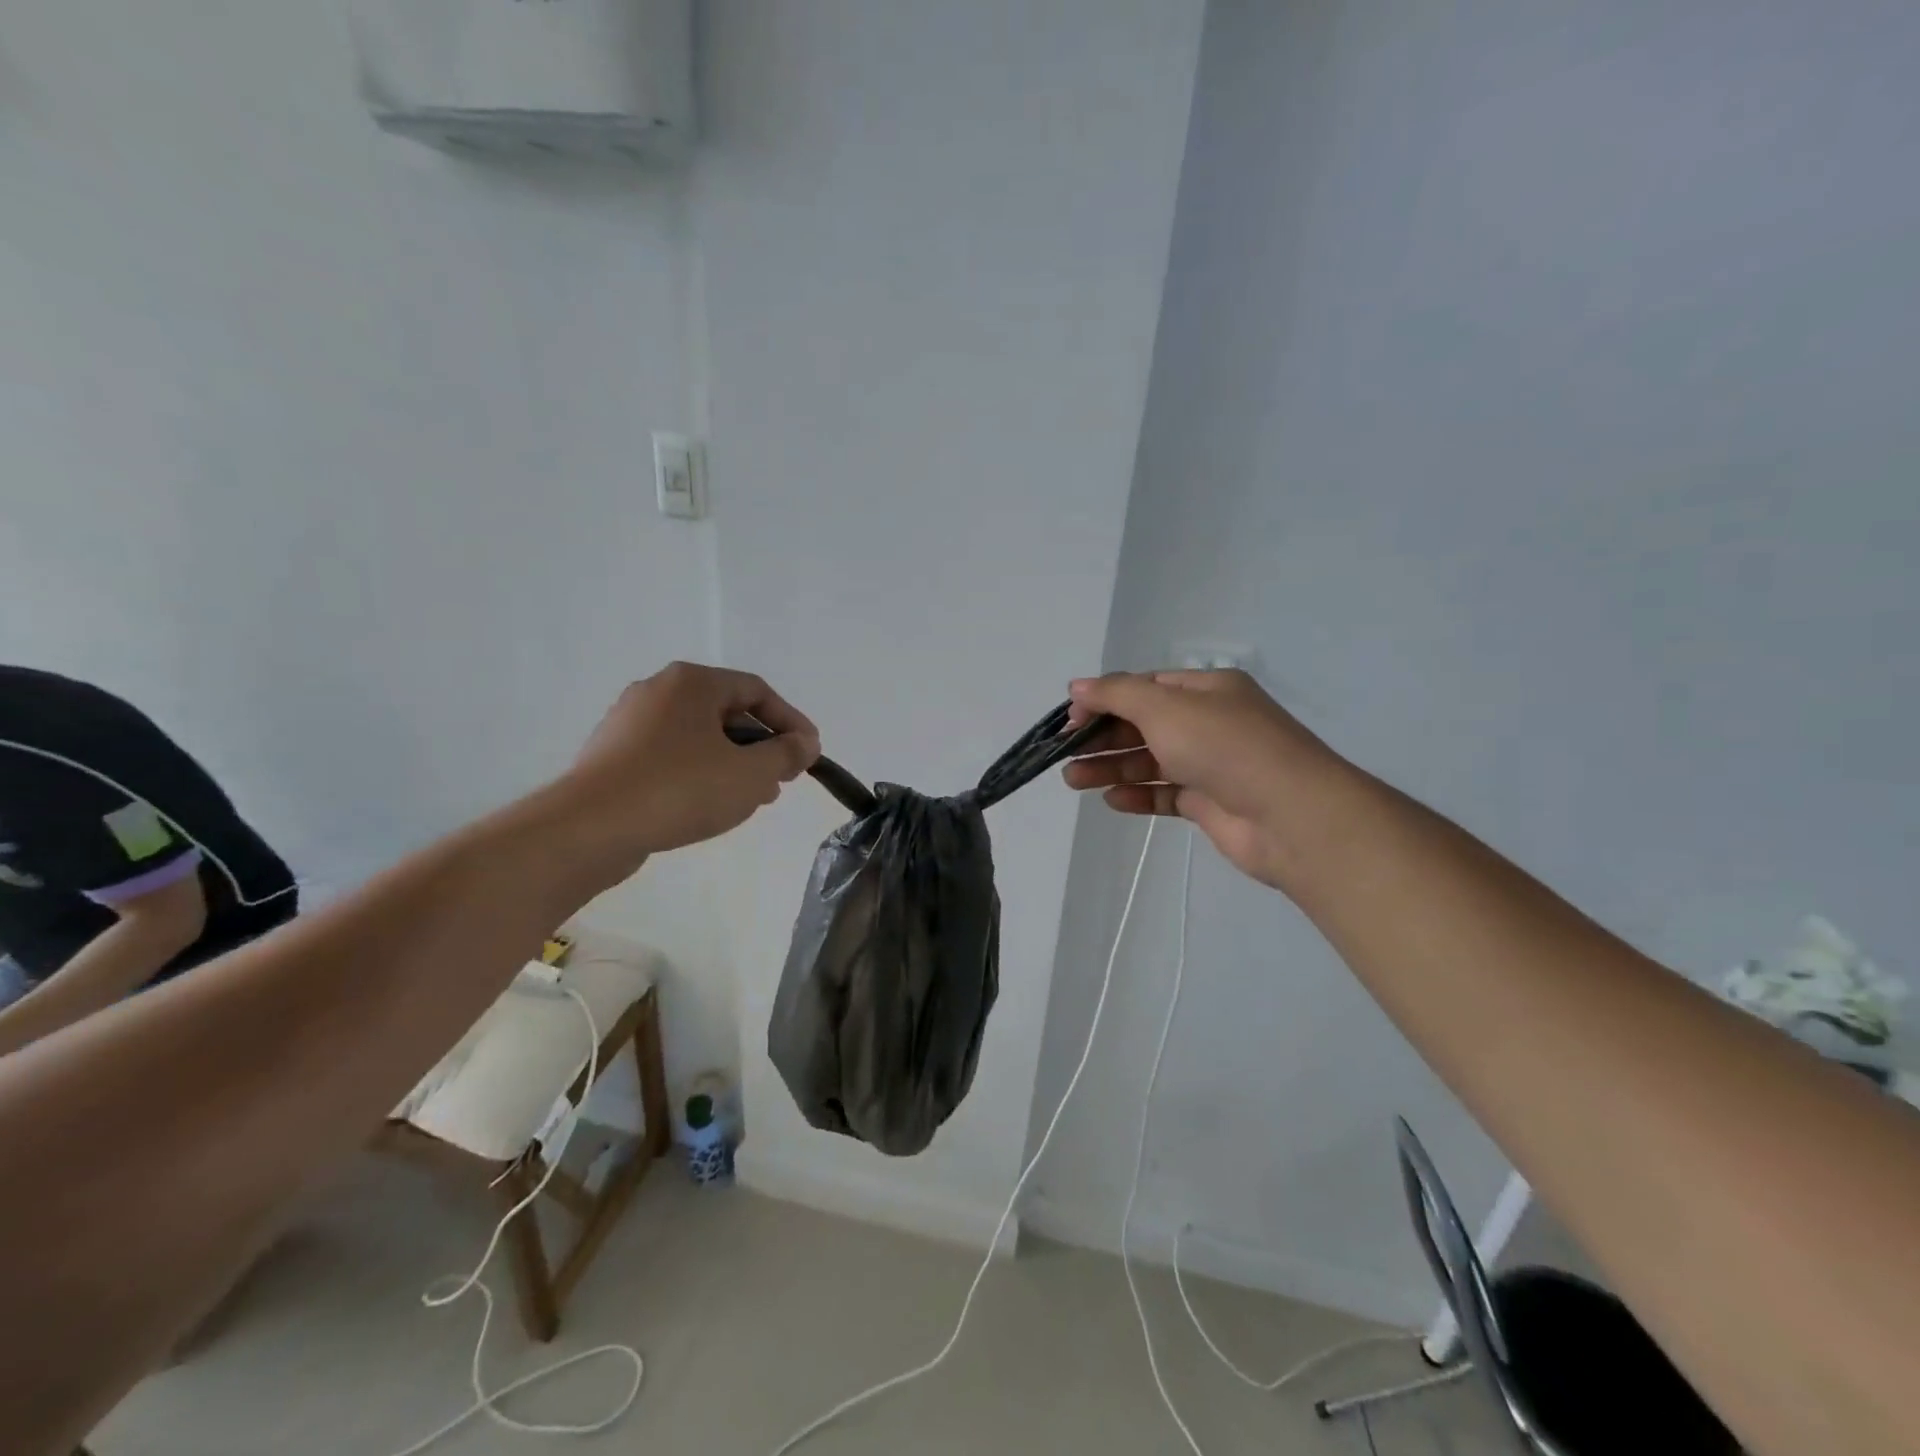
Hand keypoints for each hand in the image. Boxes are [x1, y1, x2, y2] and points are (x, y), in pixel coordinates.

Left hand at [560, 662, 820, 873]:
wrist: (589, 827)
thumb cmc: (680, 788)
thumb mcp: (751, 773)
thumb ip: (787, 754)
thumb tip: (805, 743)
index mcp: (692, 682)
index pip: (757, 691)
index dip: (791, 722)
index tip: (809, 754)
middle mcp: (658, 691)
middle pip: (727, 712)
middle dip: (762, 746)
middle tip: (782, 778)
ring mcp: (629, 723)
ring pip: (699, 737)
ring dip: (733, 763)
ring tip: (752, 797)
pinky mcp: (613, 756)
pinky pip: (671, 756)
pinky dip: (700, 773)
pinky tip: (709, 805)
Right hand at [1062, 669, 1343, 887]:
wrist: (1291, 816)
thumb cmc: (1224, 747)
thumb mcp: (1165, 707)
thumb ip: (1116, 694)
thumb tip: (1077, 686)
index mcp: (1206, 689)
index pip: (1145, 686)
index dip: (1105, 699)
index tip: (1070, 719)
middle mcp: (1210, 722)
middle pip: (1144, 724)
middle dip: (1102, 737)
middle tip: (1063, 754)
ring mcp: (1211, 765)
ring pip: (1151, 761)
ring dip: (1111, 767)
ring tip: (1073, 780)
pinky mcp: (1211, 803)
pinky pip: (1166, 794)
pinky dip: (1138, 794)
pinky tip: (1112, 800)